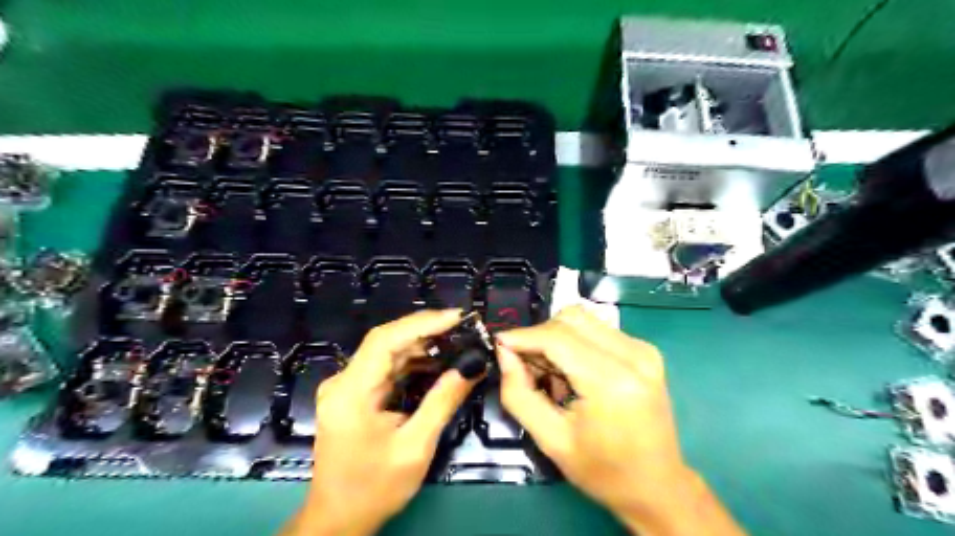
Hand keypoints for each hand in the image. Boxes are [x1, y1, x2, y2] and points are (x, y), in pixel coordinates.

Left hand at [281, 310, 477, 535]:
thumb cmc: (374, 488)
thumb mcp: (415, 447)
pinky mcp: (354, 394)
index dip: (421, 323)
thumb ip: (442, 401)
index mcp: (351, 393)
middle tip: (462, 326)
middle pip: (386, 342)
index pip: (384, 340)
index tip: (455, 317)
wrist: (339, 519)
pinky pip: (386, 368)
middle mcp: (344, 382)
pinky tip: (436, 361)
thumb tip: (471, 366)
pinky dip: (412, 362)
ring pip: (387, 353)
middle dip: (425, 330)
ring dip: (421, 345)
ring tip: (455, 340)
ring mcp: (347, 387)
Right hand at [495, 306, 749, 535]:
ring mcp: (644, 350)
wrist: (658, 486)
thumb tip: (504, 352)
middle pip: (571, 318)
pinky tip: (573, 372)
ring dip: (557, 338)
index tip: (499, 344)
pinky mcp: (646, 350)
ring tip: (552, 373)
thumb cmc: (603, 471)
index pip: (557, 338)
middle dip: (540, 335)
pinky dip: (576, 342)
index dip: (523, 336)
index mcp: (612, 382)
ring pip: (584, 320)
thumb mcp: (551, 440)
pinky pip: (598, 330)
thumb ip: (519, 393)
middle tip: (526, 365)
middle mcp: (634, 356)